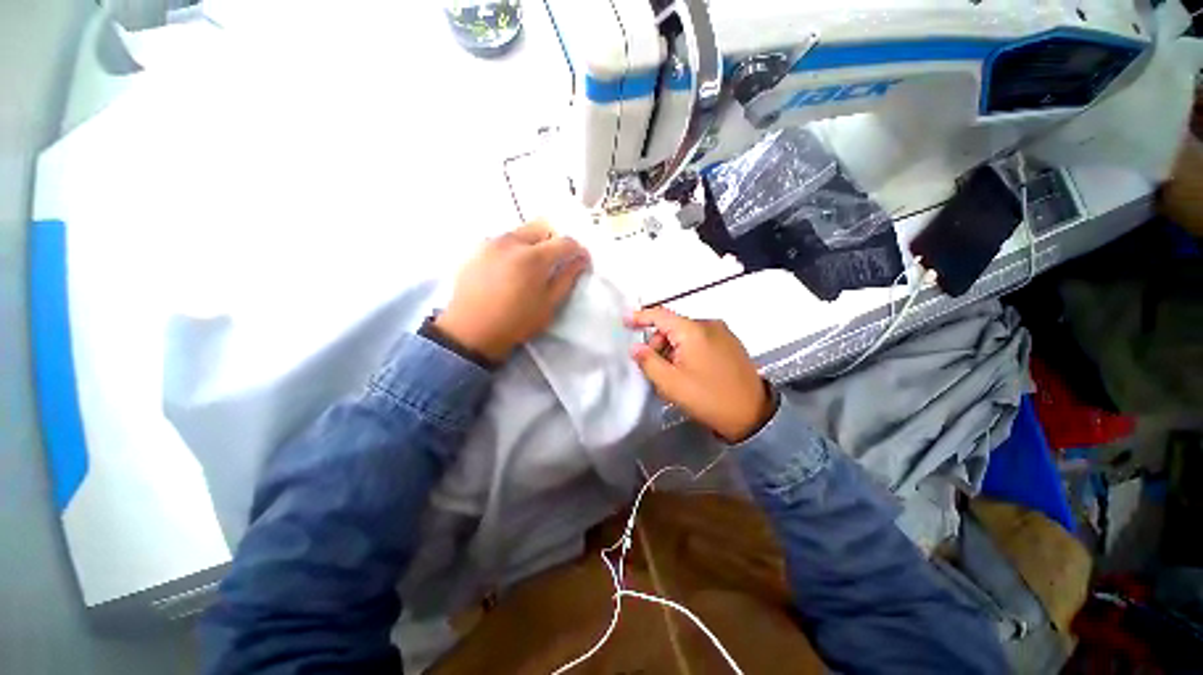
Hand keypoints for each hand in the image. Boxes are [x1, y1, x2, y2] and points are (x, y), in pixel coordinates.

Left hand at [436, 222, 589, 361]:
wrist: (472, 331)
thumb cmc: (516, 322)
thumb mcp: (549, 304)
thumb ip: (567, 278)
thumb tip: (581, 260)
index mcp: (533, 257)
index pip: (565, 242)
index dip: (578, 250)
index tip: (581, 261)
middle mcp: (512, 241)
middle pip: (542, 226)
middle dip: (555, 239)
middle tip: (557, 260)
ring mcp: (491, 242)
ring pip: (521, 231)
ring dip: (534, 243)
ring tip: (532, 267)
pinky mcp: (477, 249)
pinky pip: (503, 240)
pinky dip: (514, 248)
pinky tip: (511, 269)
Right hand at [627, 307, 774, 442]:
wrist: (753, 414)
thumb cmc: (708, 397)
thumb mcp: (671, 383)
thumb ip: (648, 362)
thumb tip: (635, 347)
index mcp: (693, 330)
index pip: (660, 315)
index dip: (640, 316)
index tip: (626, 321)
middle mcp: (709, 325)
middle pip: (673, 326)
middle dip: (659, 343)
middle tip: (655, 368)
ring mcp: (723, 333)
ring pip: (687, 334)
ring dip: (674, 348)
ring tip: (674, 374)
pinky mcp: (731, 343)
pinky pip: (701, 339)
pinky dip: (689, 350)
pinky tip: (690, 371)